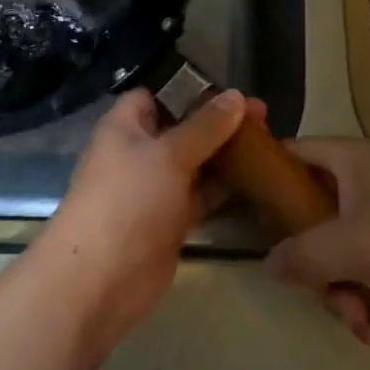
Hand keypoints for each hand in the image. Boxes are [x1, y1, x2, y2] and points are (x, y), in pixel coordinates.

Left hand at [34, 88, 255, 347]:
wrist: (101, 280)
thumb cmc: (129, 200)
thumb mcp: (169, 154)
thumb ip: (206, 126)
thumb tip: (236, 95)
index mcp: (125, 126)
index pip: (157, 94)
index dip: (190, 89)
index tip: (230, 91)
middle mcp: (138, 153)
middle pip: (181, 128)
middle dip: (218, 123)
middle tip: (264, 118)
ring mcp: (154, 190)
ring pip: (194, 163)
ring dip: (225, 156)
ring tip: (268, 144)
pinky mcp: (169, 222)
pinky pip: (200, 196)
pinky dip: (223, 189)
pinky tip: (257, 181)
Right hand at [264, 139, 369, 337]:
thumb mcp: (353, 248)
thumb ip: (302, 254)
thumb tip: (268, 263)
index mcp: (351, 160)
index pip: (292, 153)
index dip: (265, 177)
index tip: (246, 213)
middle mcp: (367, 179)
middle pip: (313, 214)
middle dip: (315, 263)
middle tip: (322, 293)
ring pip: (340, 248)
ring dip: (342, 290)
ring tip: (361, 321)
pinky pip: (369, 266)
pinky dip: (368, 296)